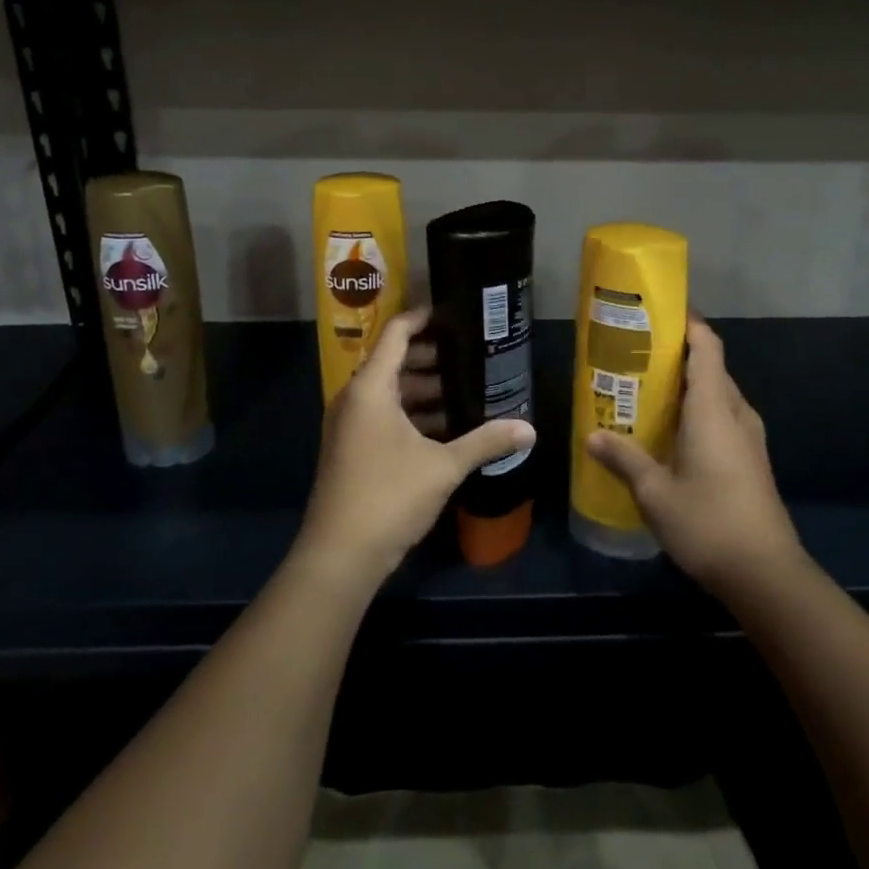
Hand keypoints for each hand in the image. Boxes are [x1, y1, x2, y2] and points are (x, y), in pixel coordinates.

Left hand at [300, 308, 534, 585]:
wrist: (339, 555)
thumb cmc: (389, 496)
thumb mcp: (443, 466)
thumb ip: (485, 441)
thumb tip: (530, 429)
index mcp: (371, 388)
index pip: (396, 333)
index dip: (423, 317)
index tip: (454, 312)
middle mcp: (355, 398)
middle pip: (394, 360)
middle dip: (432, 356)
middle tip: (471, 353)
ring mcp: (351, 425)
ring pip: (391, 392)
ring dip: (424, 389)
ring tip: (466, 389)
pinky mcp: (352, 448)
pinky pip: (385, 415)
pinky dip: (413, 413)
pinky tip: (447, 426)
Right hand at [587, 316, 801, 595]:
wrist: (766, 574)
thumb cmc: (708, 522)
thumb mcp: (655, 491)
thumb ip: (624, 458)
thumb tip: (592, 436)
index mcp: (714, 408)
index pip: (707, 347)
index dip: (689, 323)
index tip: (660, 311)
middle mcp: (736, 413)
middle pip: (712, 367)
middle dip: (679, 354)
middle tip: (637, 353)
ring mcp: (749, 438)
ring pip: (718, 394)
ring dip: (688, 385)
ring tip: (648, 389)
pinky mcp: (752, 460)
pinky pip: (723, 418)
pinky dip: (698, 411)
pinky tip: (671, 432)